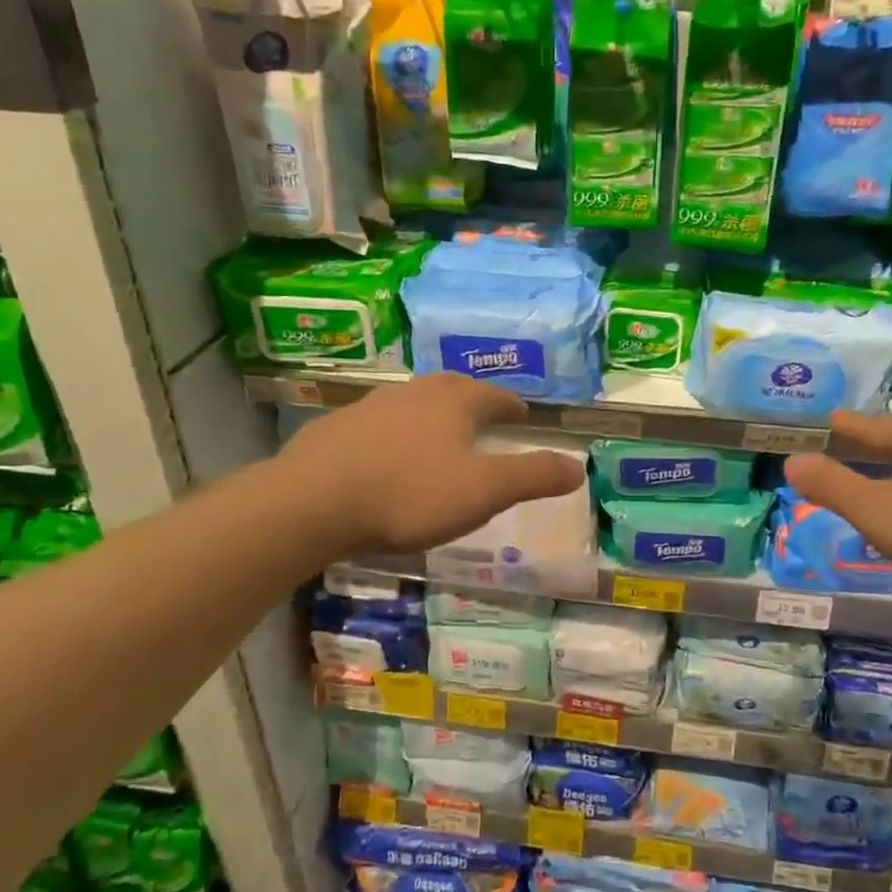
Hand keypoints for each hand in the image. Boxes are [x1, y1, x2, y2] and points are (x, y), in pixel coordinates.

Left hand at [278, 374, 585, 557]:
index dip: (512, 406)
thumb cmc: (409, 493)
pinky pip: (379, 425)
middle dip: (473, 403)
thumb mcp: (483, 491)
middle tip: (485, 418)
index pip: (494, 396)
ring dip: (432, 416)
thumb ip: (533, 476)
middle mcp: (414, 392)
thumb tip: (578, 466)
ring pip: (413, 404)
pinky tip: (388, 456)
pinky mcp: (337, 428)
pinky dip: (395, 435)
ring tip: (440, 436)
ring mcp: (371, 406)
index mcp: (454, 401)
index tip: (522, 414)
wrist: (312, 502)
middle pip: (453, 390)